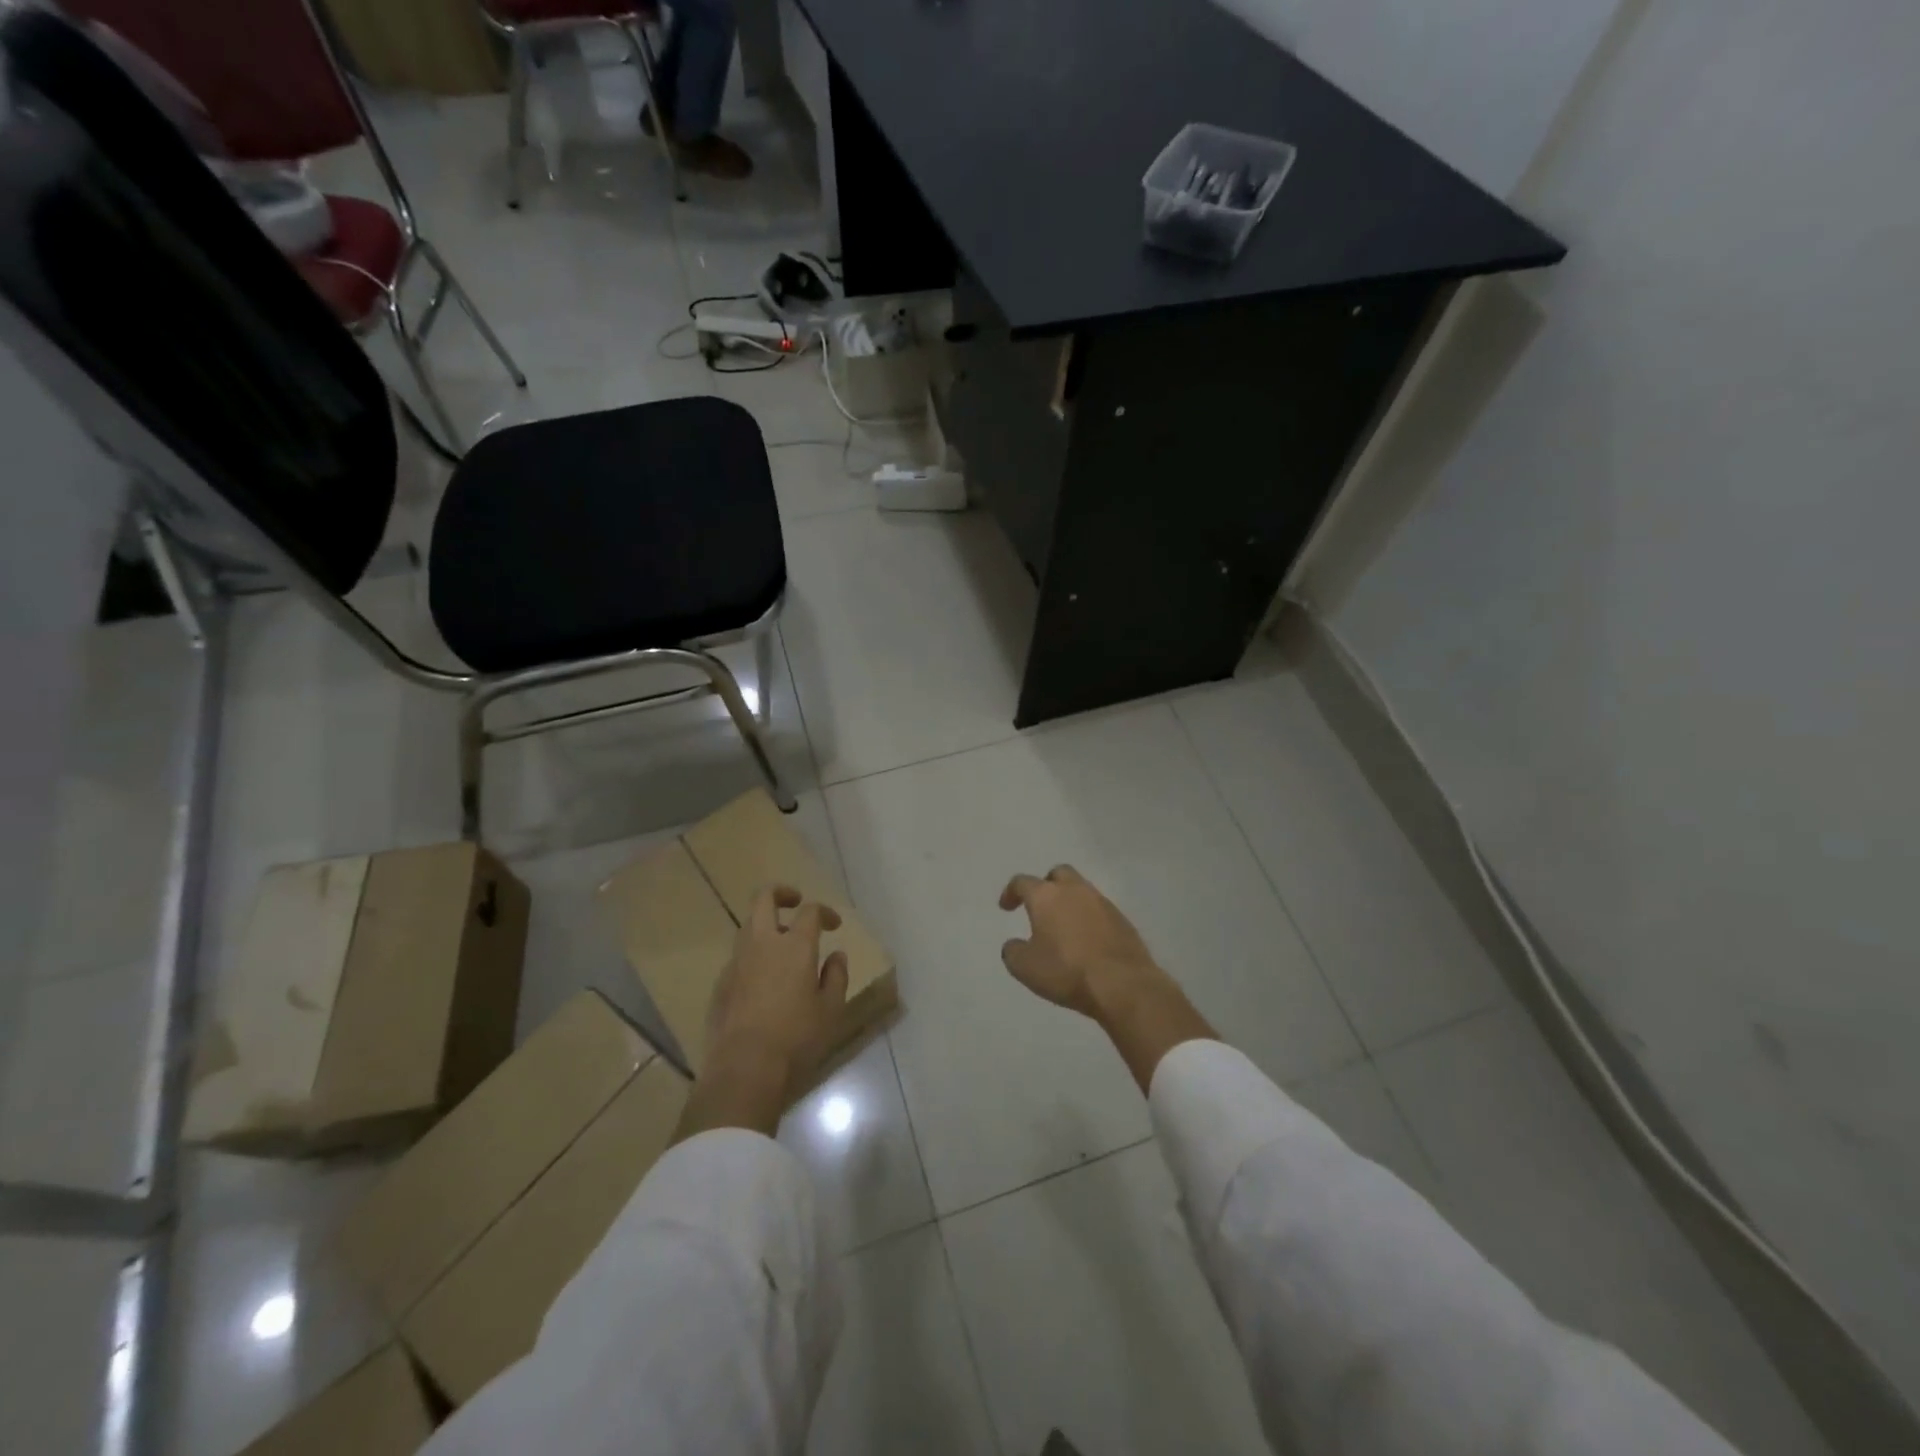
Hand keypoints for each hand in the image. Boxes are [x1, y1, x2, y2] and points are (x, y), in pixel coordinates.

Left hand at [678, 886, 848, 1141]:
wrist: (744, 1068)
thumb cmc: (796, 1038)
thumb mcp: (830, 1009)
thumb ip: (836, 976)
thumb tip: (836, 955)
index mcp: (794, 945)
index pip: (810, 911)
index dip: (824, 912)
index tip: (833, 925)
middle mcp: (762, 943)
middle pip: (764, 898)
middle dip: (781, 893)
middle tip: (795, 903)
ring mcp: (737, 962)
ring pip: (748, 926)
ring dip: (766, 926)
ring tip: (782, 947)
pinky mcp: (721, 983)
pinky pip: (739, 956)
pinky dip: (753, 956)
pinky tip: (763, 980)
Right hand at [998, 865, 1214, 1091]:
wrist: (1122, 984)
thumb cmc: (1066, 971)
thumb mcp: (1025, 967)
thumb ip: (1013, 951)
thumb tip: (1015, 944)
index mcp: (1047, 896)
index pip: (1023, 882)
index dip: (1011, 892)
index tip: (1006, 907)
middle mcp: (1075, 890)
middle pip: (1058, 874)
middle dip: (1046, 885)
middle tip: (1039, 906)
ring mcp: (1102, 903)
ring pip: (1081, 891)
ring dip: (1069, 902)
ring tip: (1063, 927)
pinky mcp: (1122, 920)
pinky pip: (1099, 911)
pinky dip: (1088, 919)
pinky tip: (1086, 940)